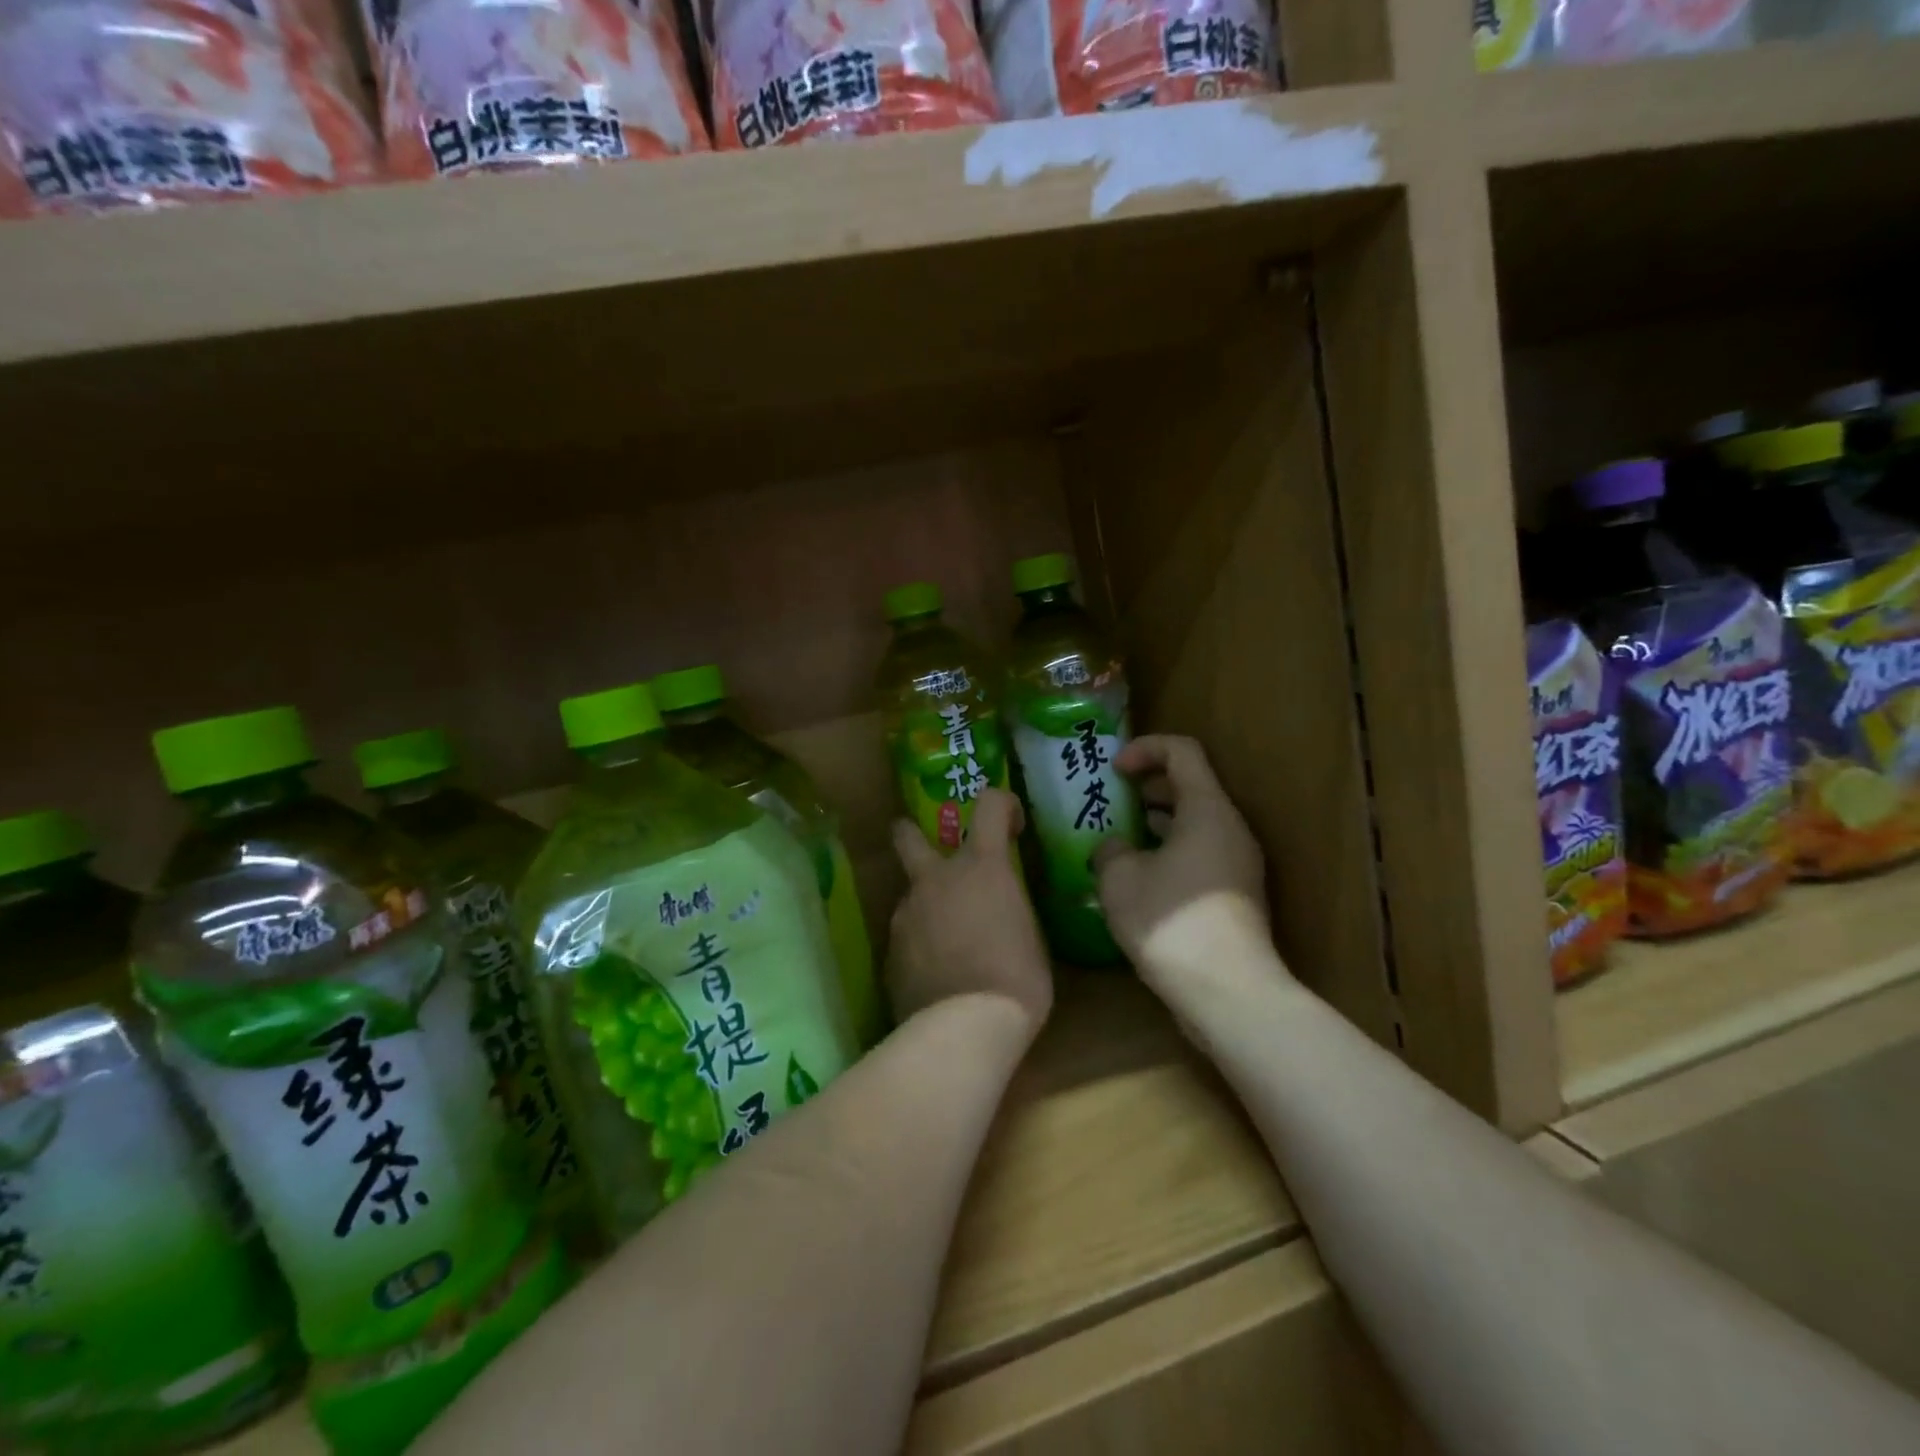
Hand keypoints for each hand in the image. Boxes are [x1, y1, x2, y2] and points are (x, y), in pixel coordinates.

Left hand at [886, 789, 1053, 1034]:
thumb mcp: (1031, 934)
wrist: (965, 1026)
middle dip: (912, 834)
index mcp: (981, 867)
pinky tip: (936, 975)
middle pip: (908, 836)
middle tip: (928, 850)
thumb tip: (1000, 911)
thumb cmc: (1017, 978)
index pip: (988, 805)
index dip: (1001, 804)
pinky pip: (906, 937)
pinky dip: (920, 946)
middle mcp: (936, 880)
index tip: (1012, 824)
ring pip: (911, 896)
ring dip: (927, 908)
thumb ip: (1010, 908)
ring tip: (949, 944)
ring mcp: (906, 914)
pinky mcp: (890, 952)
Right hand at [1093, 735, 1273, 992]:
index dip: (1144, 749)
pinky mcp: (1234, 894)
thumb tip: (1113, 848)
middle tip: (1110, 801)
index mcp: (1207, 809)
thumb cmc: (1171, 922)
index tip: (1113, 770)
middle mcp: (1230, 828)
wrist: (1228, 992)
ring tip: (1117, 840)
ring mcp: (1237, 863)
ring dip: (1156, 823)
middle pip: (1191, 785)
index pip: (1182, 751)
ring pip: (1195, 823)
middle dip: (1147, 787)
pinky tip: (1137, 879)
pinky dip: (1169, 852)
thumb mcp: (1120, 878)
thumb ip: (1110, 849)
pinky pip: (1200, 854)